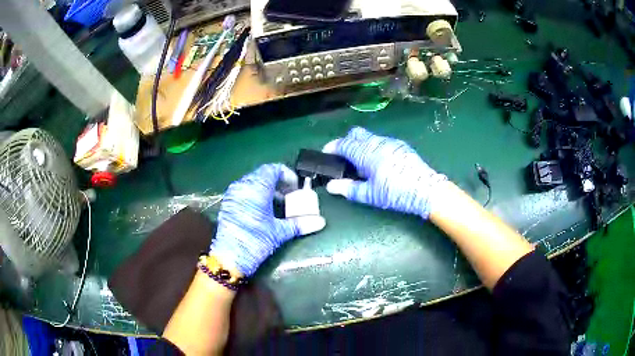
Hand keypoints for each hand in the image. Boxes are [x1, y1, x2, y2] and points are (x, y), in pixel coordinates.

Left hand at [210, 164, 325, 275]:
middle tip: (290, 196)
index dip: (287, 175)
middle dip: (278, 183)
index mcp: (256, 187)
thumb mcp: (279, 232)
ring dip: (267, 189)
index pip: (273, 169)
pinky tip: (263, 210)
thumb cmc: (255, 241)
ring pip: (252, 183)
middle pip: (263, 175)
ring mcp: (233, 194)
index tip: (296, 188)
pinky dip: (256, 195)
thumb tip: (321, 222)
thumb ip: (300, 224)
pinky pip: (244, 191)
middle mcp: (243, 186)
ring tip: (278, 204)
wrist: (229, 258)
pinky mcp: (228, 204)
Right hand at [323, 127, 446, 218]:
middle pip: (356, 133)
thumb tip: (331, 186)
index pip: (344, 144)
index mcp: (367, 153)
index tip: (326, 153)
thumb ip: (348, 189)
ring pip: (370, 137)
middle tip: (344, 157)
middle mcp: (377, 143)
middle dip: (347, 141)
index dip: (332, 147)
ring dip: (361, 144)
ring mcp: (390, 142)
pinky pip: (381, 141)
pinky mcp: (400, 146)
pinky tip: (378, 162)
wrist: (426, 190)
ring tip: (361, 163)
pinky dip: (374, 147)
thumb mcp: (370, 195)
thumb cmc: (395, 193)